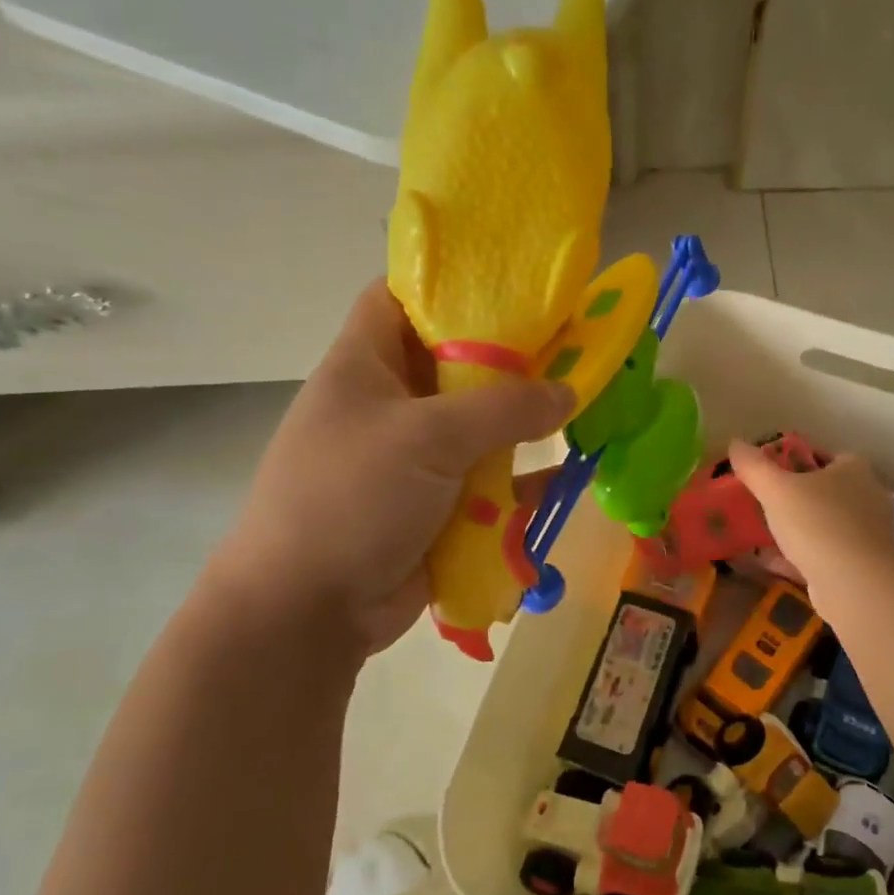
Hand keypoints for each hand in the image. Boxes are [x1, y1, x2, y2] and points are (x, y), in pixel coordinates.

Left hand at [212, 282, 570, 655]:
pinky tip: (566, 477)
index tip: (514, 284)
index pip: (401, 297)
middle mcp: (390, 404)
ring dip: (523, 424)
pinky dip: (520, 481)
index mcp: (365, 365)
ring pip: (478, 427)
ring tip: (584, 405)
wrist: (309, 611)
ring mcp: (413, 459)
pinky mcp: (435, 507)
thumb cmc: (352, 499)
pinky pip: (486, 482)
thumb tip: (568, 391)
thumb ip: (503, 408)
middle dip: (510, 358)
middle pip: (454, 363)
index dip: (450, 283)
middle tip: (572, 344)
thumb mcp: (427, 437)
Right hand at [728, 443, 893, 615]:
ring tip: (764, 534)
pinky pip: (825, 554)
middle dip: (797, 498)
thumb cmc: (817, 523)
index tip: (774, 473)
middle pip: (827, 491)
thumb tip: (735, 443)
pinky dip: (801, 556)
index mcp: (854, 470)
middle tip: (765, 504)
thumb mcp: (776, 489)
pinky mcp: (862, 566)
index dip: (800, 461)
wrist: (855, 584)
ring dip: (799, 530)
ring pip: (826, 525)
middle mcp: (868, 497)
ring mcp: (868, 534)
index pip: (828, 456)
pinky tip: (773, 562)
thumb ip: (754, 466)